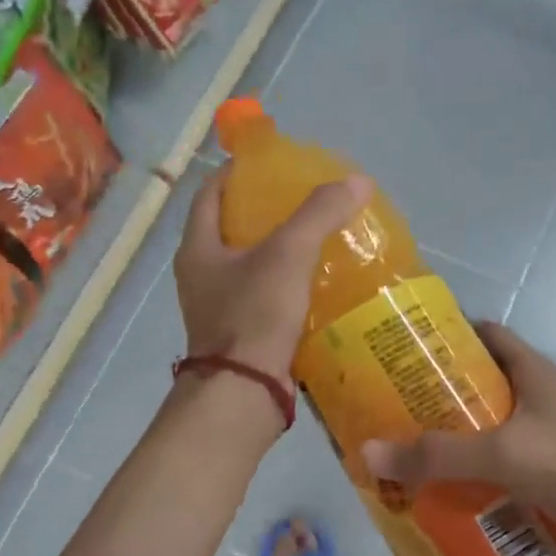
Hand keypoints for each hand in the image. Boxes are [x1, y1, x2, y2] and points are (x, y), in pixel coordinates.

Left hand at [173, 165, 370, 383]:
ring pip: (250, 265)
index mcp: (198, 248)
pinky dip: (288, 284)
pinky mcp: (242, 333)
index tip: (271, 163)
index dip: (237, 172)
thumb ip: (319, 215)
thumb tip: (357, 180)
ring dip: (279, 250)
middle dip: (265, 211)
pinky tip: (320, 281)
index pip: (210, 193)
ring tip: (318, 237)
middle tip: (304, 199)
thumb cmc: (254, 315)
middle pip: (231, 228)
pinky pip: (265, 296)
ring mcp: (220, 307)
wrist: (244, 393)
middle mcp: (202, 275)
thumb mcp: (288, 255)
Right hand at [361, 322, 555, 555]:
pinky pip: (517, 460)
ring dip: (467, 438)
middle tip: (400, 415)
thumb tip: (369, 450)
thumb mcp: (505, 456)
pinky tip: (465, 495)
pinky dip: (491, 471)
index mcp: (534, 371)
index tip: (406, 353)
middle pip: (488, 383)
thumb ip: (439, 455)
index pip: (486, 333)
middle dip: (446, 397)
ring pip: (501, 425)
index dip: (448, 336)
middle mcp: (547, 393)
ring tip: (421, 457)